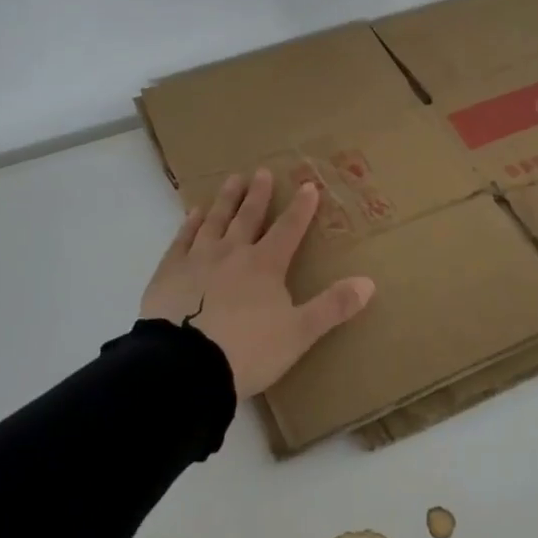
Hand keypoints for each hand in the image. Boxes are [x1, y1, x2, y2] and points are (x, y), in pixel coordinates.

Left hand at [140, 167, 376, 399]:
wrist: (185, 366)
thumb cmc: (248, 350)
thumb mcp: (299, 333)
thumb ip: (333, 307)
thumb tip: (369, 282)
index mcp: (265, 265)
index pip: (288, 229)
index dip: (301, 208)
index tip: (308, 185)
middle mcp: (232, 253)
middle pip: (248, 217)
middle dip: (258, 195)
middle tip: (262, 172)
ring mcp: (197, 259)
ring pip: (215, 221)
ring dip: (226, 200)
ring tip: (232, 180)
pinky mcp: (168, 273)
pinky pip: (182, 239)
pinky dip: (190, 224)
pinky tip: (193, 213)